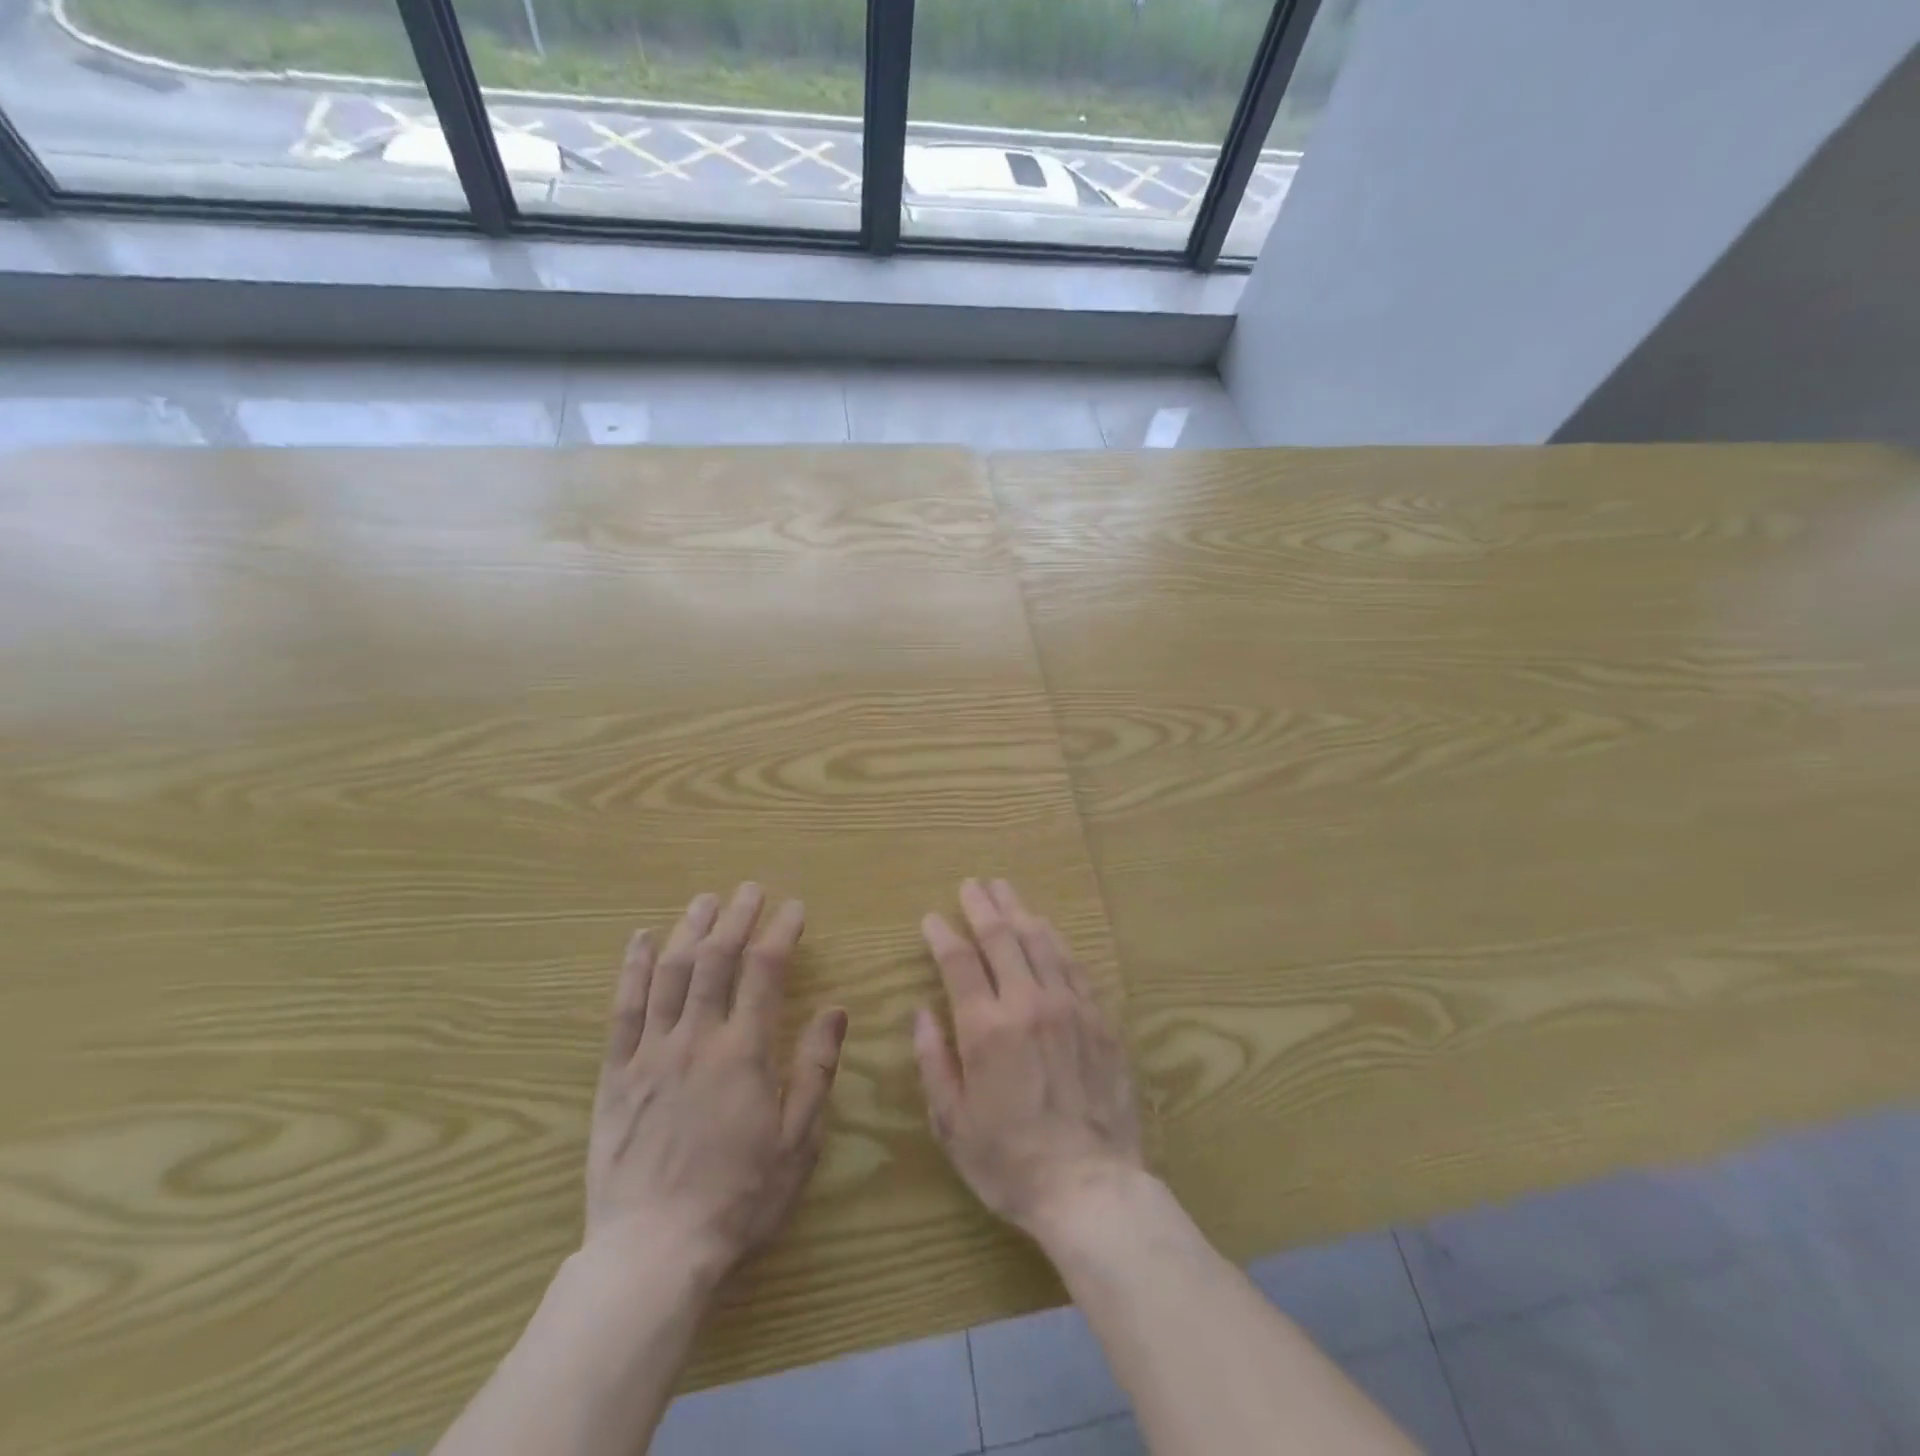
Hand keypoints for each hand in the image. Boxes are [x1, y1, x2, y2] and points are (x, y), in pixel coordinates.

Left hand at [586, 883, 847, 1280]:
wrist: (652, 1252)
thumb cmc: (738, 1198)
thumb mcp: (797, 1140)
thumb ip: (815, 1069)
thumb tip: (835, 1010)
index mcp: (744, 1052)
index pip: (765, 971)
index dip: (780, 932)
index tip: (793, 908)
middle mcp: (697, 1039)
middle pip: (717, 959)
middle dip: (737, 917)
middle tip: (749, 889)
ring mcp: (651, 1053)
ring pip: (671, 973)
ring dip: (690, 929)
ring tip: (705, 899)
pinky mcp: (616, 1074)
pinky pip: (623, 1010)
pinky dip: (634, 969)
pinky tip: (641, 939)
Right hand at [914, 879, 1143, 1243]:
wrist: (1090, 1187)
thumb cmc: (1010, 1162)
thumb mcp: (952, 1122)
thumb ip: (933, 1061)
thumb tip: (920, 1014)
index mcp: (986, 1028)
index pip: (959, 963)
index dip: (943, 935)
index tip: (932, 917)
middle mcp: (1028, 1003)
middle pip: (1002, 938)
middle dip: (982, 906)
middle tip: (972, 884)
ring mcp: (1069, 1006)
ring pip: (1041, 942)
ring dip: (1020, 911)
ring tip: (1006, 890)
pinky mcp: (1100, 1018)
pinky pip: (1075, 966)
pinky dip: (1056, 941)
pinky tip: (1048, 930)